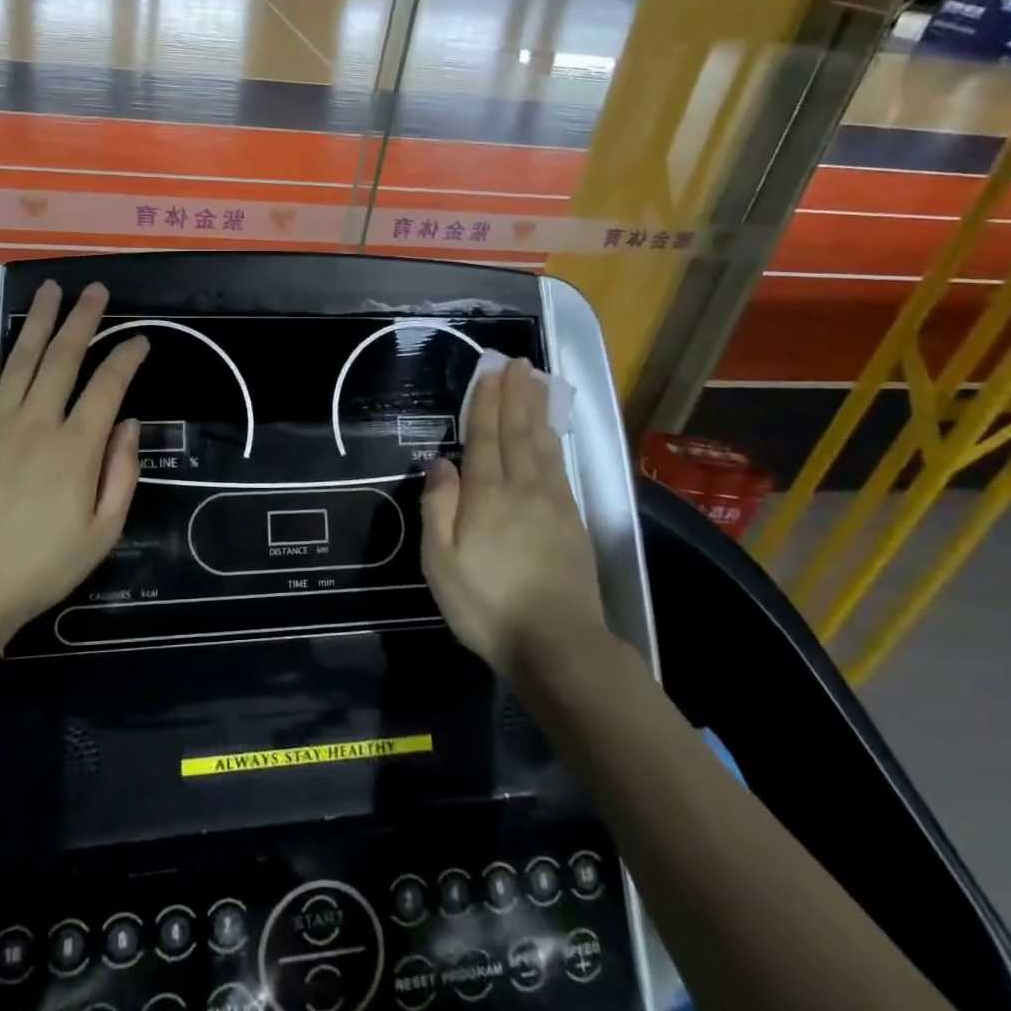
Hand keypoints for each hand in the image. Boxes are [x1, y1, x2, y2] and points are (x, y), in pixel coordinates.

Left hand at [0, 280, 148, 650]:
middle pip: (65, 358)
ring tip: (50, 290)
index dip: (127, 357)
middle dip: (83, 319)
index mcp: (77, 447)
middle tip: (95, 290)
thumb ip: (122, 474)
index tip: (140, 340)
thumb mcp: (102, 534)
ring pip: (21, 360)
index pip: (109, 385)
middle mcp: (37, 423)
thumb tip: (127, 424)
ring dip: (38, 322)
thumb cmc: (41, 569)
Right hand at [420, 354, 608, 679]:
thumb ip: (438, 508)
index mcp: (487, 496)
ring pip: (541, 445)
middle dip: (515, 396)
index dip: (486, 403)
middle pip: (517, 433)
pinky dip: (553, 440)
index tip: (490, 372)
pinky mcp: (572, 522)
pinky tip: (550, 433)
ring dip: (536, 410)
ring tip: (536, 382)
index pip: (485, 438)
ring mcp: (553, 504)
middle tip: (517, 363)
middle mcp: (522, 489)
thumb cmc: (488, 605)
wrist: (559, 646)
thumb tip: (441, 463)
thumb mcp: (441, 562)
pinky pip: (559, 467)